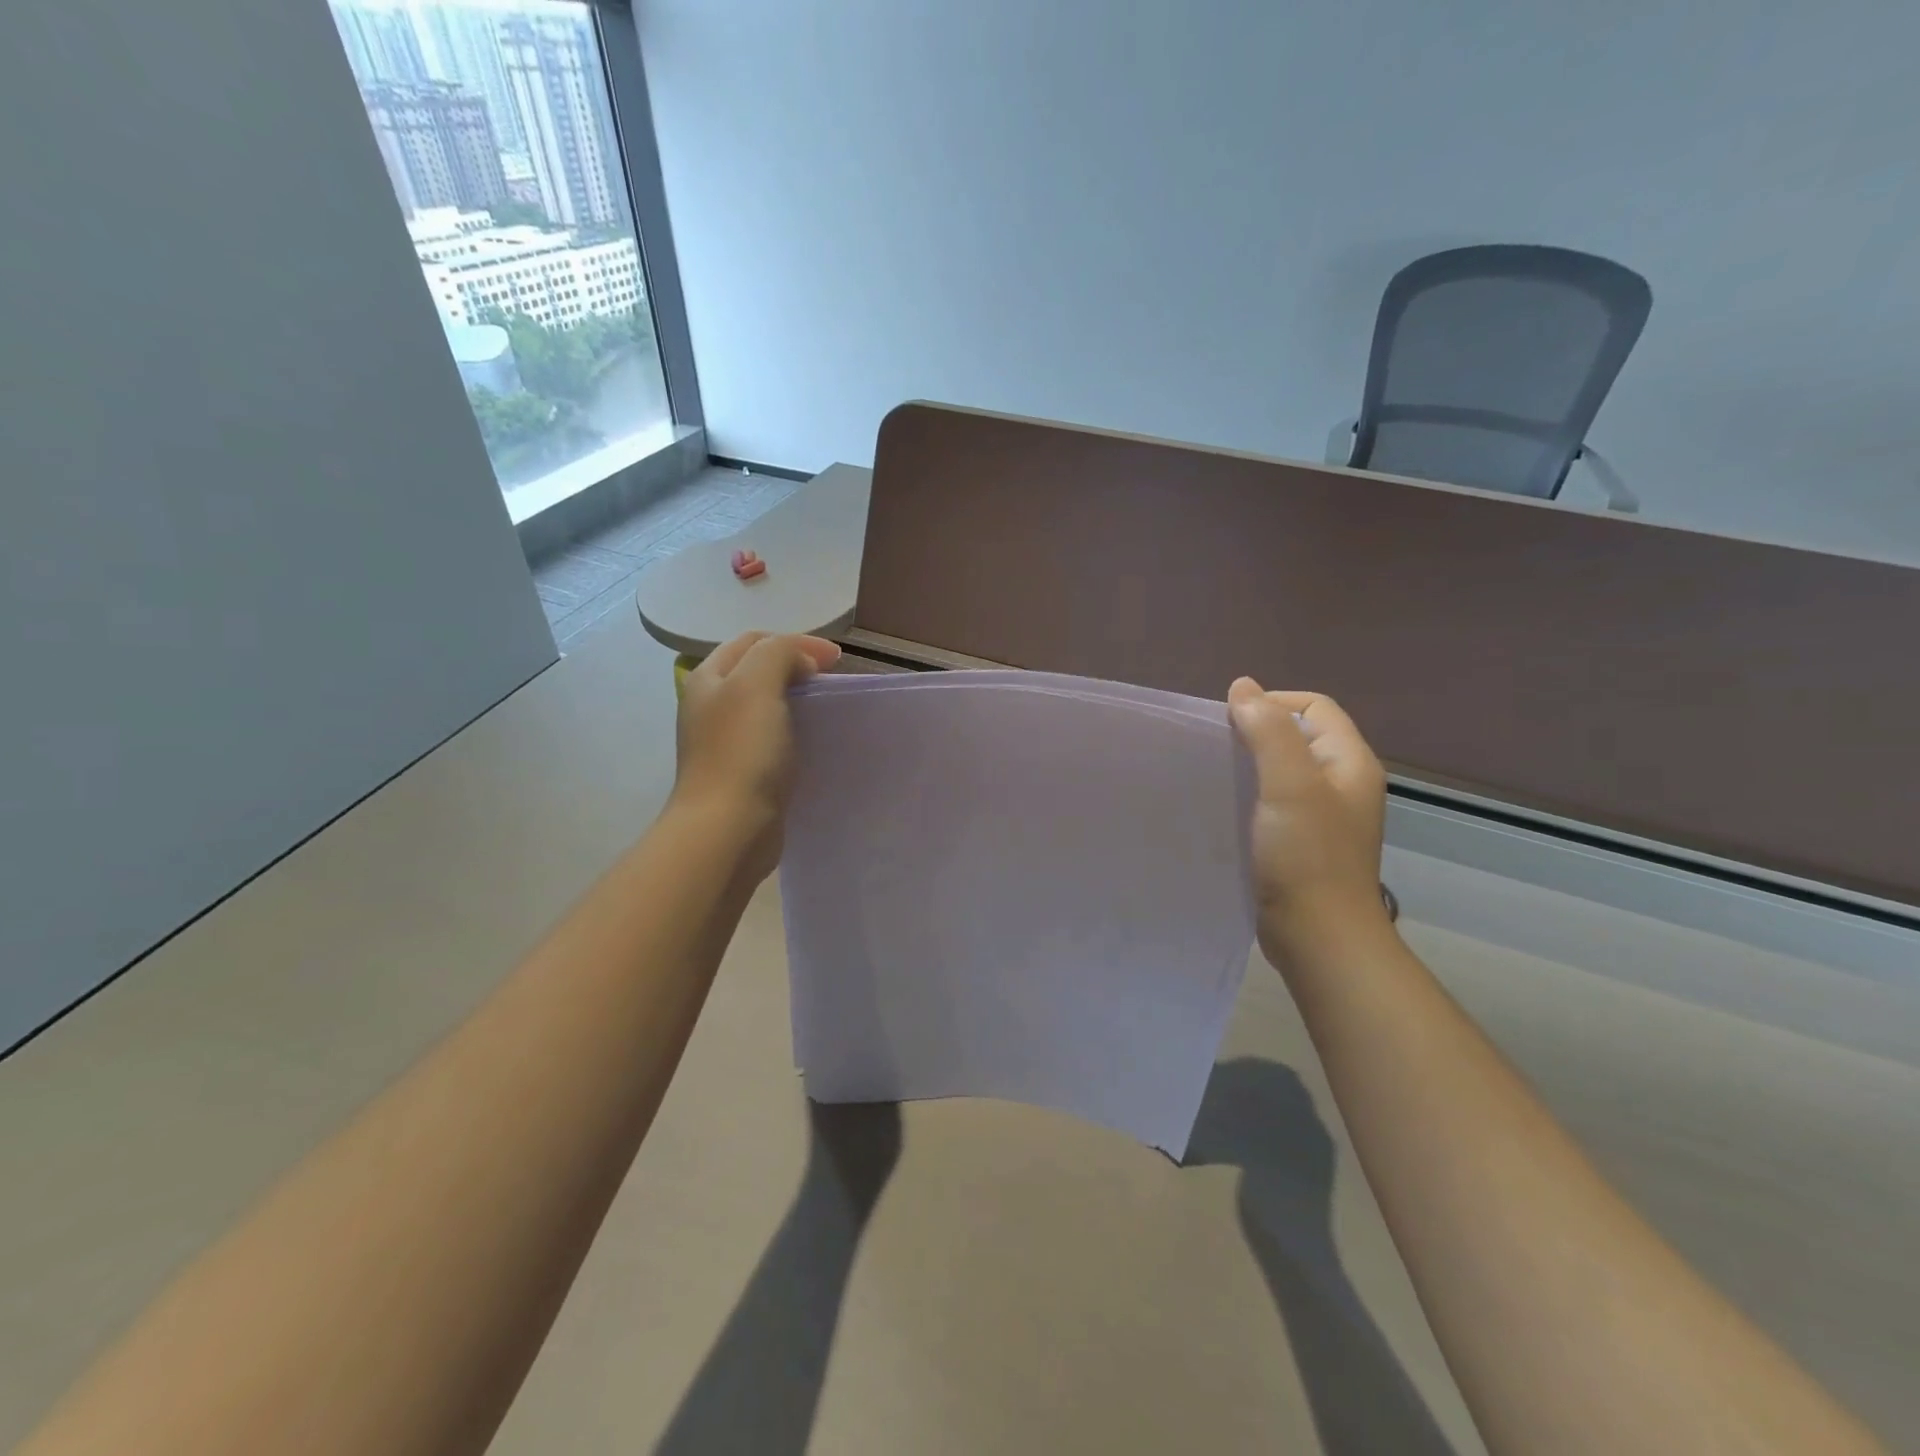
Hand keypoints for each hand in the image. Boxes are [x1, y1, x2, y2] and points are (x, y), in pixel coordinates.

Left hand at [672, 632, 840, 879]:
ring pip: (767, 706)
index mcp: (708, 678)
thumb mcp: (757, 684)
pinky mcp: (743, 773)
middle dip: (796, 667)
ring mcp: (726, 742)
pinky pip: (773, 739)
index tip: (836, 660)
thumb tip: (799, 665)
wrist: (728, 829)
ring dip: (797, 700)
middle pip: (758, 671)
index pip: (753, 640)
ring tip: (827, 708)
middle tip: (832, 680)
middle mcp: (711, 706)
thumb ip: (779, 654)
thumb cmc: (741, 752)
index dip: (796, 641)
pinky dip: (796, 731)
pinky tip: (815, 743)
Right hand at [1227, 679, 1392, 965]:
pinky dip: (1251, 796)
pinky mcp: (1303, 843)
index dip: (1272, 703)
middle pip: (1298, 736)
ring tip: (1217, 776)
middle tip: (1218, 750)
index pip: (1313, 706)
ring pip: (1284, 770)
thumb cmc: (1307, 856)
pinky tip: (1227, 808)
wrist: (1318, 937)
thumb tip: (1243, 687)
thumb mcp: (1289, 784)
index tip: (1229, 724)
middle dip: (1257, 733)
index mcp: (1350, 762)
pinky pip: (1276, 802)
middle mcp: (1342, 783)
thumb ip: (1268, 731)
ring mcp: (1324, 816)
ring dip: (1251, 765)